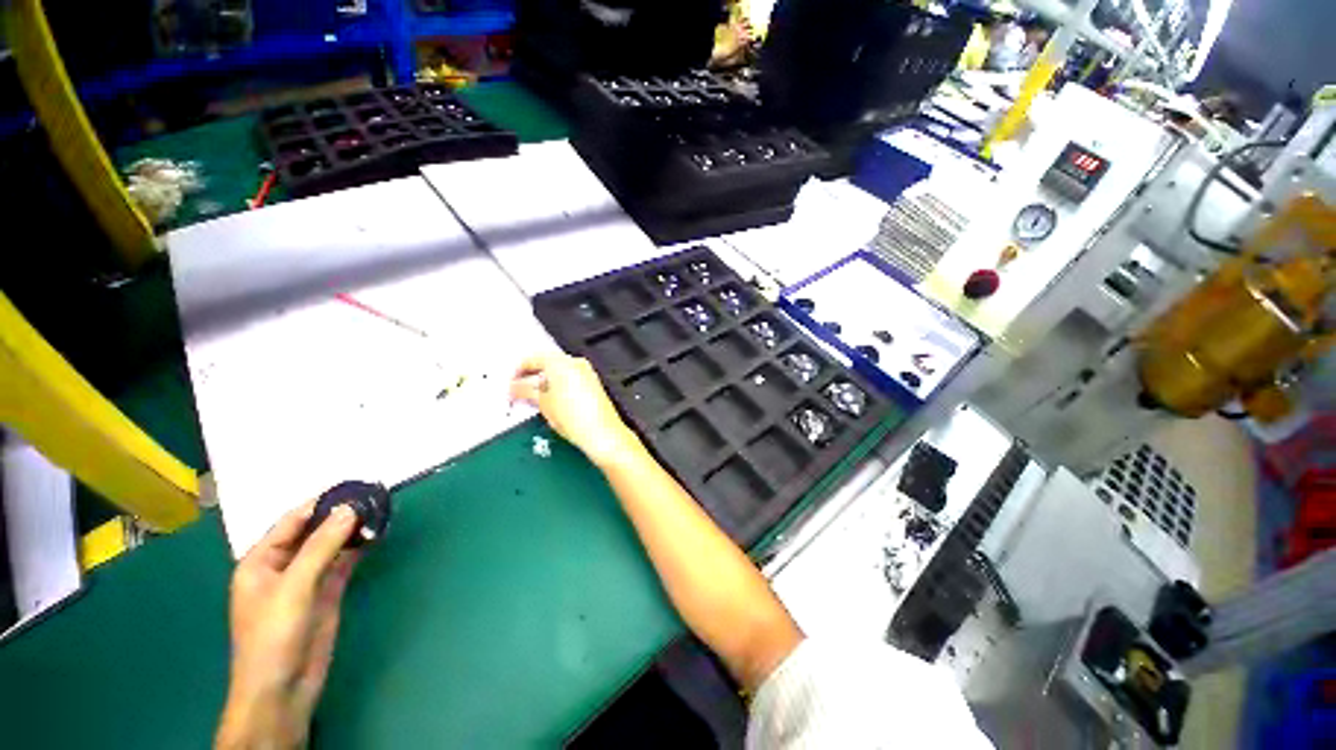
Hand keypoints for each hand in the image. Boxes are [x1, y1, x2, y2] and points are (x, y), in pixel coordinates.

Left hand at [216, 503, 359, 749]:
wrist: (283, 689)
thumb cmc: (274, 636)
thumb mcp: (294, 588)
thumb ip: (321, 547)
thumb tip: (349, 509)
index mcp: (262, 561)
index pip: (292, 520)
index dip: (321, 502)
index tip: (354, 485)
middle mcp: (284, 566)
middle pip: (314, 531)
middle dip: (340, 514)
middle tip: (375, 495)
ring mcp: (307, 580)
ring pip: (332, 545)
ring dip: (353, 530)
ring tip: (381, 509)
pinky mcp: (327, 593)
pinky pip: (344, 562)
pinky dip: (359, 548)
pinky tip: (376, 534)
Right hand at [510, 353, 639, 467]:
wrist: (602, 433)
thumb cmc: (577, 419)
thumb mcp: (543, 404)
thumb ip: (525, 391)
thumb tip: (515, 388)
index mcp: (561, 362)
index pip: (532, 359)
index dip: (517, 372)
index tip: (510, 383)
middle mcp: (576, 363)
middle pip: (546, 363)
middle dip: (531, 377)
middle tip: (518, 391)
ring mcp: (586, 373)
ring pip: (558, 372)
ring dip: (544, 382)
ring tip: (533, 399)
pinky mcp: (592, 384)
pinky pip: (570, 379)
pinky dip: (558, 386)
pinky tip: (550, 402)